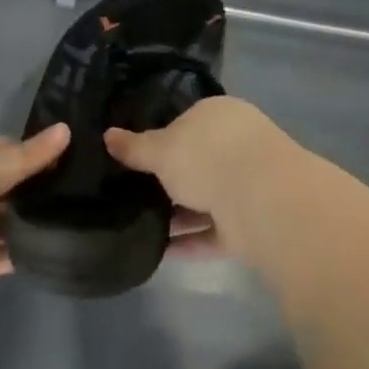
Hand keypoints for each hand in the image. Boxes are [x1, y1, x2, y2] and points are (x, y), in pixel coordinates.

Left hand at [0, 125, 68, 315]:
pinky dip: (9, 259)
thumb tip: (66, 129)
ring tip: (71, 232)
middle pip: (3, 190)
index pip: (6, 150)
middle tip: (83, 202)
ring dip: (24, 231)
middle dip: (34, 196)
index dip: (36, 155)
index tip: (74, 163)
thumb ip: (26, 158)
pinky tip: (43, 259)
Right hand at [106, 97, 306, 253]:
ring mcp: (248, 185)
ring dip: (179, 215)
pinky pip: (214, 231)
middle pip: (199, 162)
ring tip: (141, 226)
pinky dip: (190, 242)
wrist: (261, 200)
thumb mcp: (160, 149)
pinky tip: (160, 253)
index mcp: (219, 115)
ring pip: (207, 199)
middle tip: (135, 193)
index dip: (162, 139)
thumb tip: (107, 135)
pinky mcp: (252, 222)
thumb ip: (135, 147)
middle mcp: (238, 145)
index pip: (188, 122)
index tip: (137, 159)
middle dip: (172, 180)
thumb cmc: (206, 156)